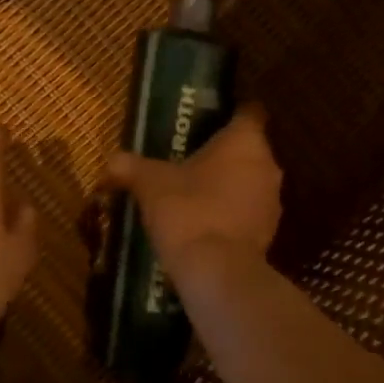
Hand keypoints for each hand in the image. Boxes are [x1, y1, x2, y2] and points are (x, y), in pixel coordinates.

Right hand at [104, 107, 281, 280]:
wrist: (215, 270)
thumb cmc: (186, 211)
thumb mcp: (149, 183)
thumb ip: (130, 166)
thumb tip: (111, 161)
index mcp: (245, 141)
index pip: (248, 112)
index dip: (230, 113)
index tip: (208, 120)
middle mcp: (268, 166)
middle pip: (248, 150)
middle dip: (222, 155)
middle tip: (188, 159)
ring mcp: (272, 202)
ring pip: (249, 183)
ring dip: (228, 187)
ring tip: (193, 194)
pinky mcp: (268, 233)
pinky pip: (247, 214)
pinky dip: (230, 215)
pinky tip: (203, 225)